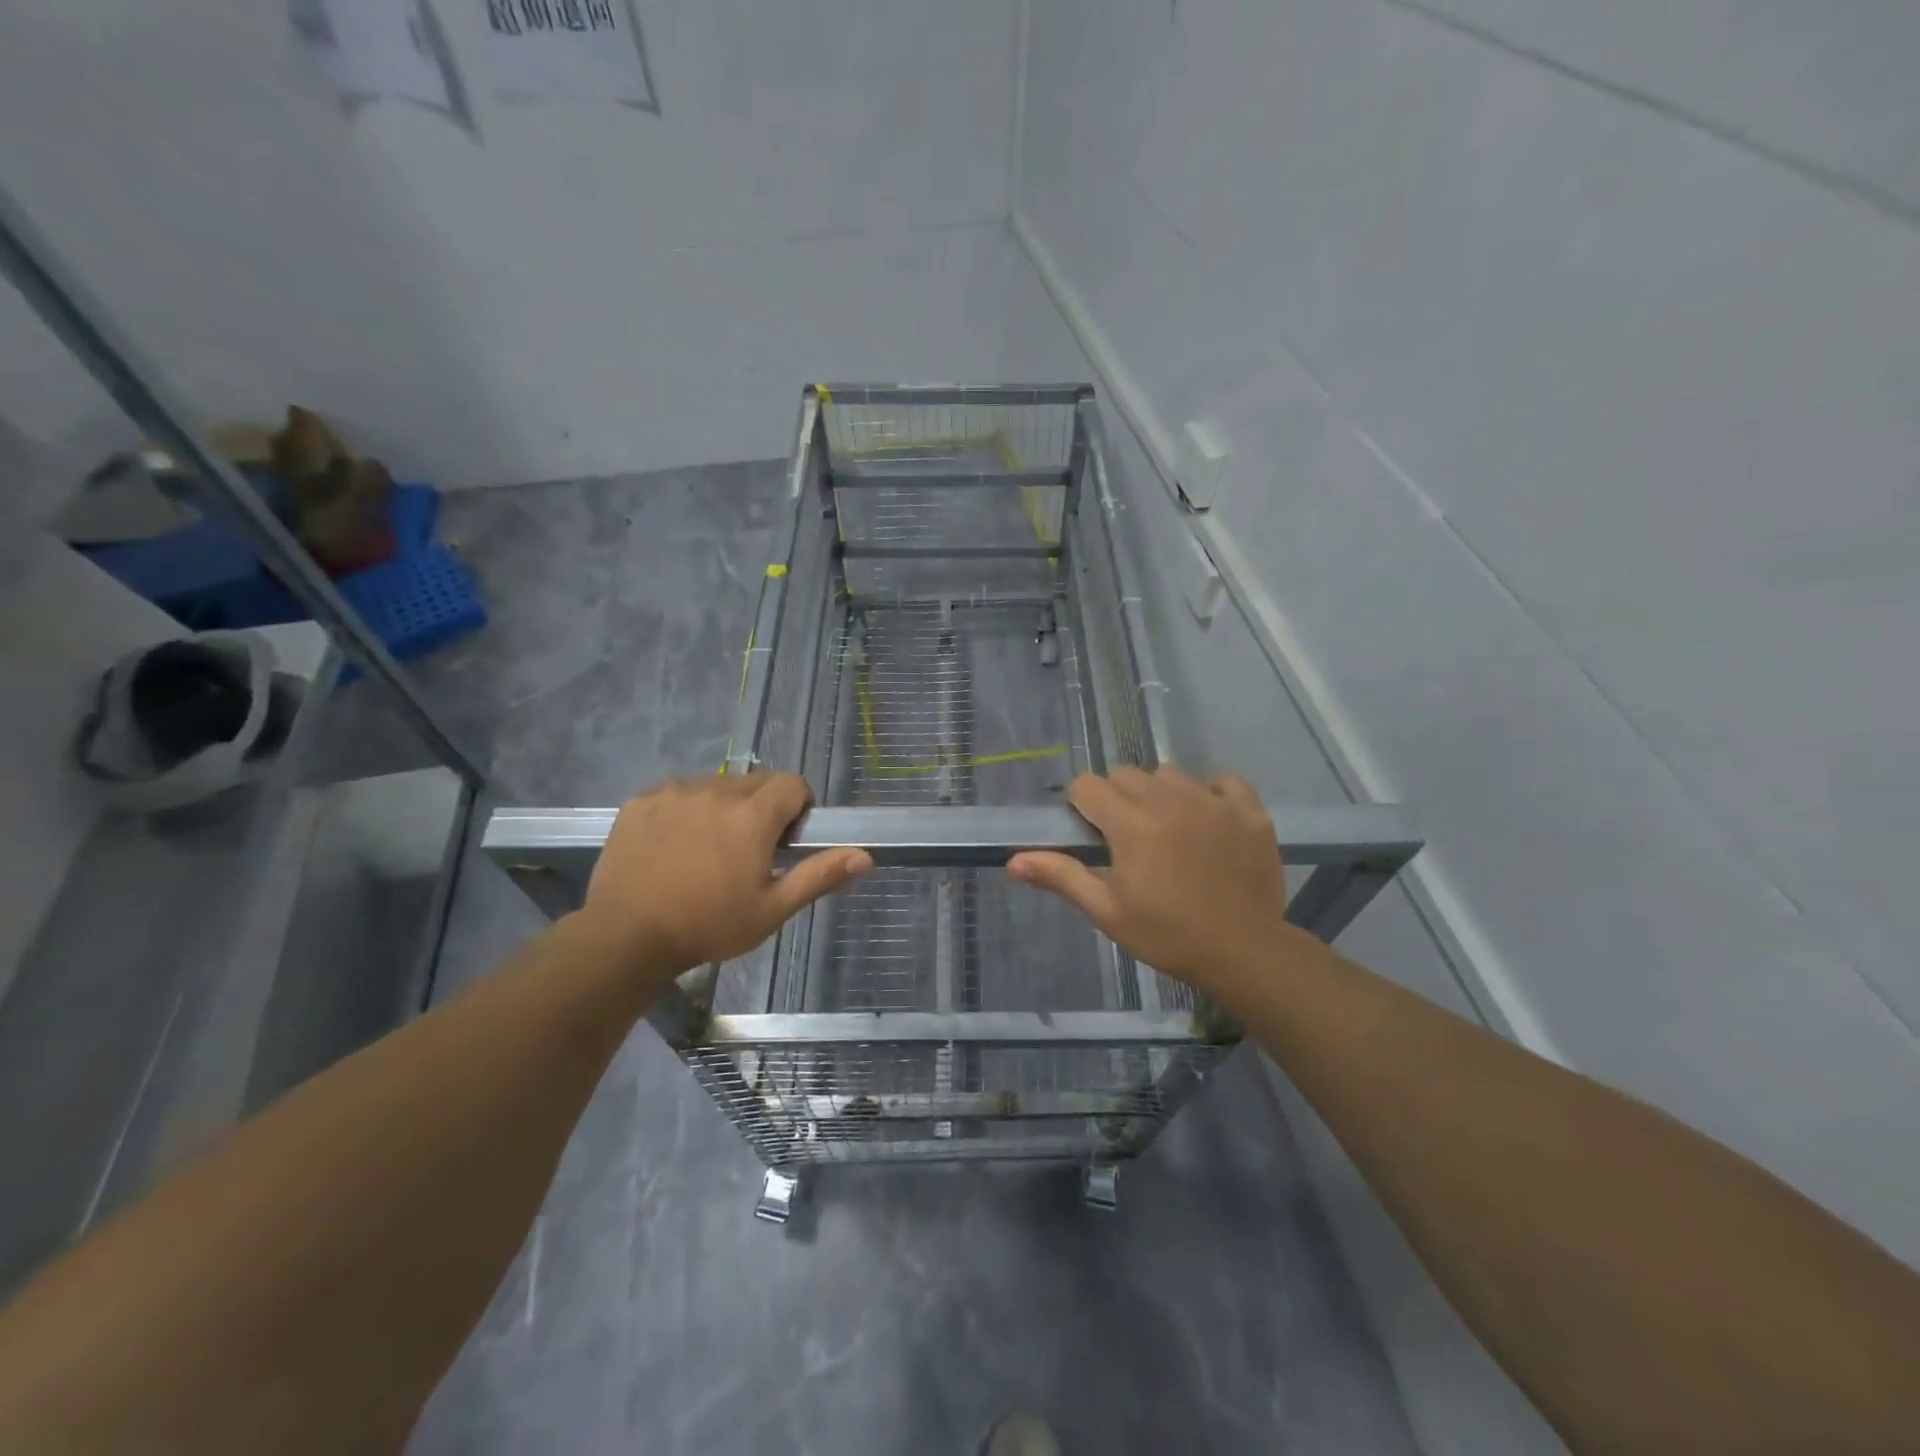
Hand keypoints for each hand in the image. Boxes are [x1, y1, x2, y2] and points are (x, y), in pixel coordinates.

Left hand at [577, 773, 870, 978]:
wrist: (625, 937)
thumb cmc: (708, 926)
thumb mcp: (772, 909)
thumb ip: (819, 875)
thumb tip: (866, 856)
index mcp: (752, 815)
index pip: (792, 783)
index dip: (798, 807)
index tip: (785, 840)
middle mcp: (716, 791)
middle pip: (755, 781)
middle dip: (762, 807)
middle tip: (748, 851)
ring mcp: (674, 793)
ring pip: (716, 785)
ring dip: (724, 807)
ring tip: (708, 850)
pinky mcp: (641, 802)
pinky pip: (678, 792)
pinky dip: (686, 810)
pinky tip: (674, 846)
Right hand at [1007, 766, 1295, 1000]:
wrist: (1244, 952)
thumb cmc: (1166, 934)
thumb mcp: (1107, 910)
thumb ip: (1061, 876)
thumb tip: (1012, 861)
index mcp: (1130, 823)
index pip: (1087, 785)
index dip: (1081, 805)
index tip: (1089, 832)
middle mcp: (1169, 799)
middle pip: (1126, 774)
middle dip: (1116, 797)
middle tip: (1126, 837)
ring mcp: (1212, 801)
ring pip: (1170, 774)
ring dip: (1160, 793)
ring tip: (1168, 829)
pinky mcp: (1248, 810)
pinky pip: (1222, 781)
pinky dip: (1210, 794)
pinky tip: (1209, 822)